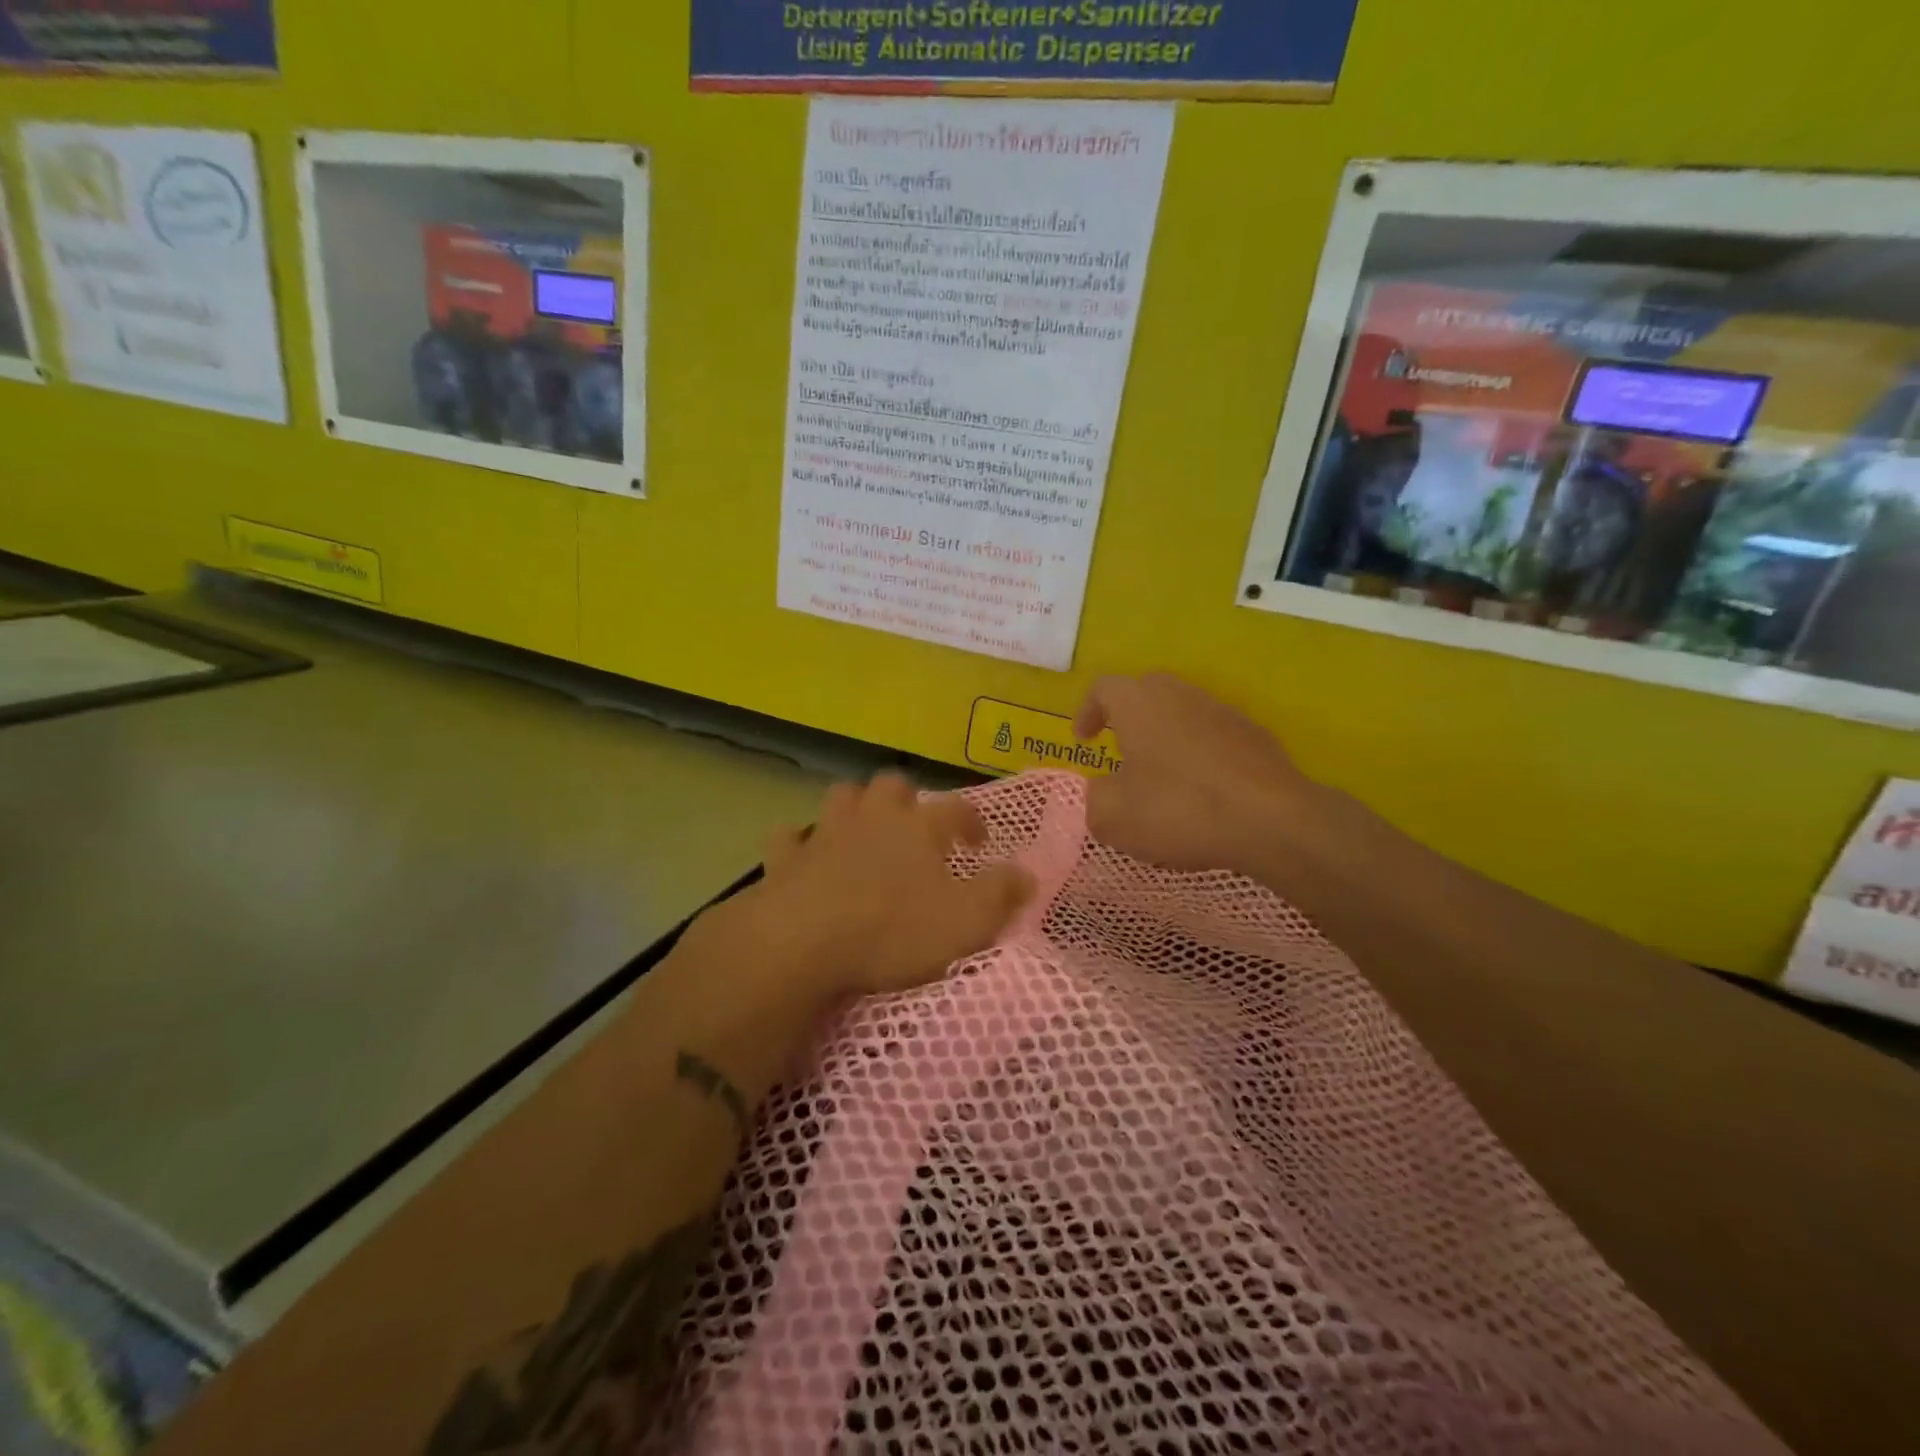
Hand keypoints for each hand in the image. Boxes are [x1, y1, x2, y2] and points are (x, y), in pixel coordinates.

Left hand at [705, 772, 1034, 1008]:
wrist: (803, 942)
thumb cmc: (893, 930)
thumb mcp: (967, 921)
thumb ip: (1001, 894)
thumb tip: (1028, 873)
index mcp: (919, 828)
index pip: (955, 808)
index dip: (971, 819)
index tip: (978, 840)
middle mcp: (874, 817)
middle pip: (892, 784)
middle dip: (907, 798)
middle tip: (916, 826)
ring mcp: (826, 833)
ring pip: (843, 796)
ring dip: (856, 806)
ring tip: (866, 829)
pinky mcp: (786, 858)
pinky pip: (791, 836)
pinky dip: (801, 841)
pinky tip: (806, 854)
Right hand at [1074, 673, 1330, 877]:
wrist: (1272, 821)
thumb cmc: (1179, 809)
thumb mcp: (1113, 817)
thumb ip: (1094, 798)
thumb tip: (1101, 790)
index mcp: (1138, 703)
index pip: (1103, 688)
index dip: (1087, 711)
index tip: (1083, 739)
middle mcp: (1179, 694)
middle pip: (1144, 692)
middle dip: (1126, 717)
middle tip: (1118, 750)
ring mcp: (1221, 711)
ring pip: (1181, 711)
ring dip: (1164, 735)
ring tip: (1159, 774)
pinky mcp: (1254, 734)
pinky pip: (1212, 734)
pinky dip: (1198, 752)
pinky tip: (1201, 789)